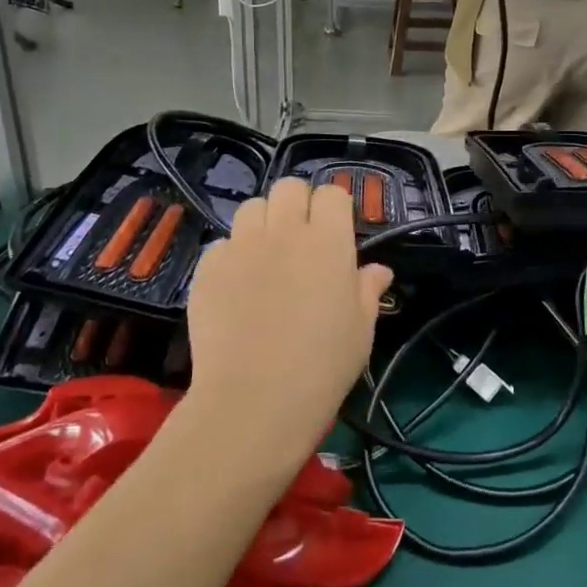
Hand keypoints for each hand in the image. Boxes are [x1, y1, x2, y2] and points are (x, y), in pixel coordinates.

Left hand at [185, 178, 393, 473]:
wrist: (255, 400)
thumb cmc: (323, 365)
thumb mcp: (361, 328)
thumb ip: (368, 289)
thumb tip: (378, 269)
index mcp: (328, 241)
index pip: (332, 193)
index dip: (334, 209)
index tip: (336, 233)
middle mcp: (284, 231)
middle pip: (289, 187)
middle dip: (297, 204)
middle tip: (301, 238)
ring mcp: (242, 247)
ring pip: (252, 208)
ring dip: (262, 223)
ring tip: (266, 256)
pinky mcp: (207, 268)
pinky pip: (222, 245)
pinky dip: (231, 256)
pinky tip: (237, 287)